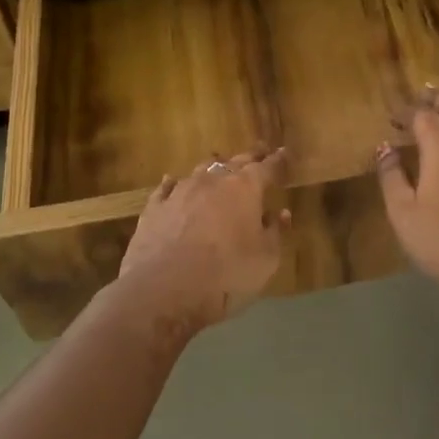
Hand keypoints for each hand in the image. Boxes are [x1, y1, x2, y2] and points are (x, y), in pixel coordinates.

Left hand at [117, 147, 290, 329]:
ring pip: (202, 169)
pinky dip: (174, 183)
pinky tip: (171, 181)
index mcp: (245, 188)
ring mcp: (181, 191)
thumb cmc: (226, 273)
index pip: (267, 168)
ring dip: (215, 167)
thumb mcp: (266, 259)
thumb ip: (275, 232)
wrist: (165, 288)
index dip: (278, 160)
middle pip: (236, 161)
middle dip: (251, 156)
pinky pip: (167, 187)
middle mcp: (213, 181)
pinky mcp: (155, 207)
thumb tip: (280, 213)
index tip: (284, 152)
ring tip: (220, 163)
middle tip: (260, 150)